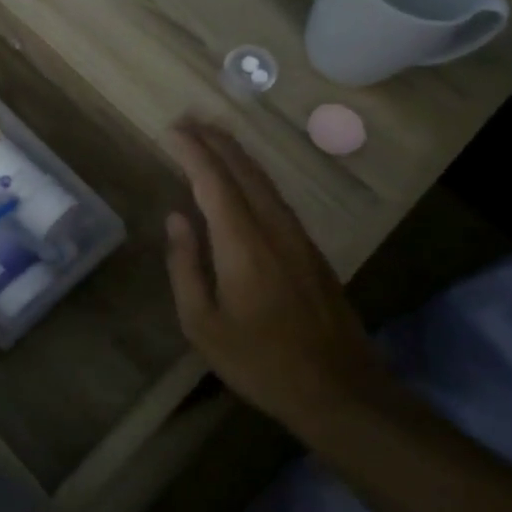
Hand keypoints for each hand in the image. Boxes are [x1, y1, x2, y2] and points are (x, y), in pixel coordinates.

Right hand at [163, 121, 389, 439]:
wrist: (340, 390)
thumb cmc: (260, 362)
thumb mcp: (203, 324)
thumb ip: (185, 266)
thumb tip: (176, 218)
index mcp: (243, 244)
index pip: (213, 181)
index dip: (192, 151)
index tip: (171, 130)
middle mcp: (274, 228)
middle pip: (243, 170)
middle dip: (214, 140)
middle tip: (187, 120)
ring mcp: (298, 237)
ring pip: (264, 180)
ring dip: (235, 153)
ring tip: (211, 136)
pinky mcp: (311, 250)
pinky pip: (276, 197)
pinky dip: (253, 175)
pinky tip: (243, 178)